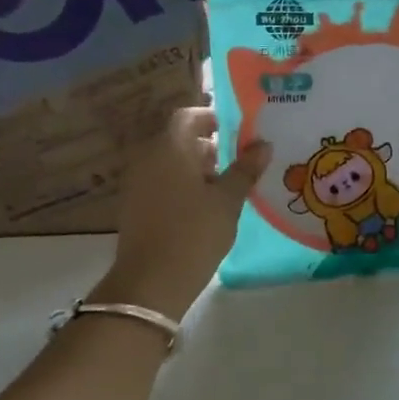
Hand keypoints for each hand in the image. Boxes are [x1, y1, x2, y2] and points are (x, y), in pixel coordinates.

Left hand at [89, 107, 270, 317]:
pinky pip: (163, 183)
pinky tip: (206, 207)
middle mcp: (149, 159)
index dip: (213, 118)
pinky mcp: (135, 207)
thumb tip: (263, 144)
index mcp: (170, 149)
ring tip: (228, 186)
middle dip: (210, 145)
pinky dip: (184, 185)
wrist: (151, 283)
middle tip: (240, 160)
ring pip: (171, 163)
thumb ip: (245, 168)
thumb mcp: (228, 200)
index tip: (238, 131)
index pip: (188, 116)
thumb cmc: (194, 233)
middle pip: (179, 139)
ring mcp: (138, 184)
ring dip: (197, 167)